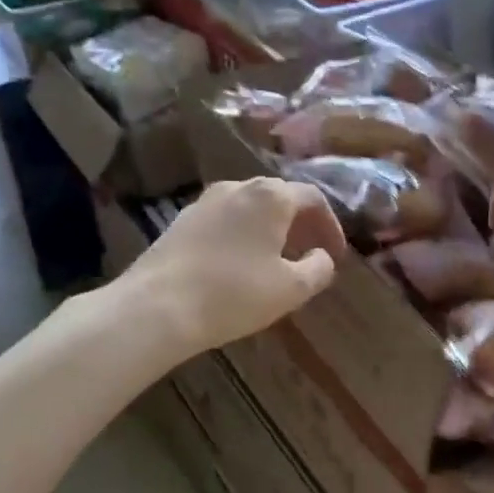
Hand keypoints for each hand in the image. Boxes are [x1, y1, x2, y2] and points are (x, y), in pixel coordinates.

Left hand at [128, 178, 346, 353]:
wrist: (157, 306)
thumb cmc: (234, 294)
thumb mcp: (291, 289)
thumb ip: (318, 269)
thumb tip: (322, 257)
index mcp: (271, 196)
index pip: (313, 198)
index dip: (330, 225)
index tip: (336, 254)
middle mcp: (238, 187)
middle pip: (279, 197)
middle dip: (300, 224)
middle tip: (309, 253)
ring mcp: (205, 201)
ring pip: (249, 207)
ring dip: (269, 229)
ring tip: (276, 259)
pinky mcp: (181, 220)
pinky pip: (224, 220)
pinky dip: (242, 234)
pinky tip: (239, 264)